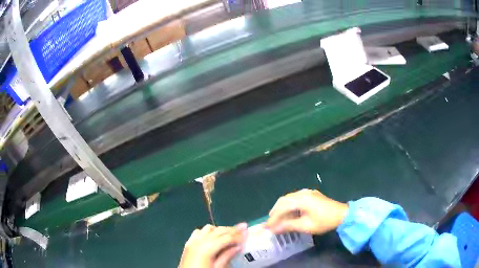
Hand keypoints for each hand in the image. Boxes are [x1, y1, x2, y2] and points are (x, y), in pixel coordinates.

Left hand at [179, 223, 247, 267]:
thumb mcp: (217, 267)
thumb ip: (227, 256)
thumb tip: (238, 246)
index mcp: (207, 248)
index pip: (226, 238)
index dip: (238, 235)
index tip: (247, 232)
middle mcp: (199, 241)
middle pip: (218, 231)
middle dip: (232, 229)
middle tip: (243, 227)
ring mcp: (192, 241)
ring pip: (208, 228)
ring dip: (220, 229)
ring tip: (230, 233)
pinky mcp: (188, 243)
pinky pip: (199, 232)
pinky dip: (208, 231)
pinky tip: (213, 235)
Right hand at [265, 189, 347, 234]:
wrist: (342, 215)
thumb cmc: (324, 221)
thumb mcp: (306, 226)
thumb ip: (288, 226)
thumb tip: (273, 229)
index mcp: (302, 199)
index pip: (282, 207)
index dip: (273, 218)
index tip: (267, 227)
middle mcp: (303, 193)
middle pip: (283, 200)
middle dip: (275, 211)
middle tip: (270, 223)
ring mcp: (307, 192)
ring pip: (289, 198)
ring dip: (281, 208)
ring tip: (277, 219)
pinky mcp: (311, 194)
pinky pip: (295, 198)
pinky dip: (289, 206)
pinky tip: (289, 213)